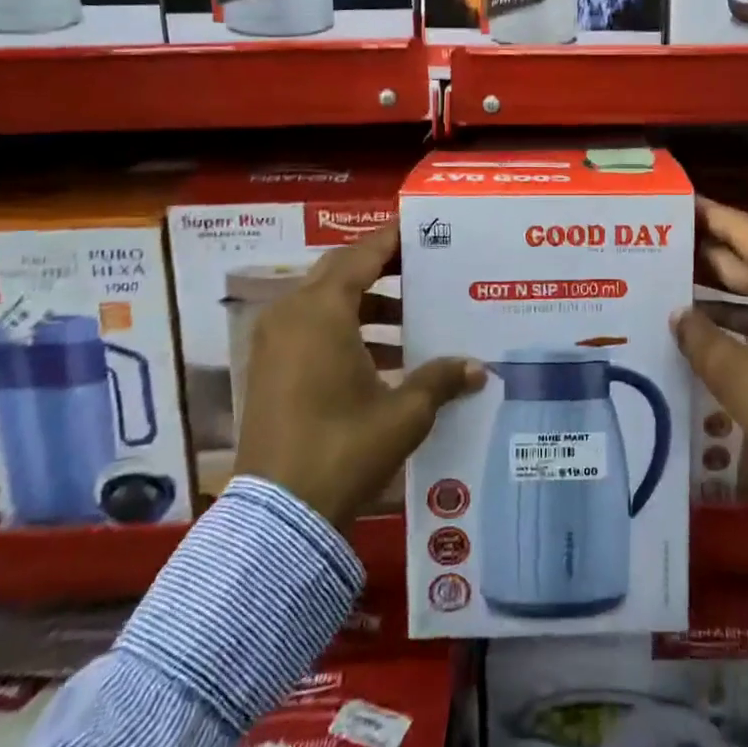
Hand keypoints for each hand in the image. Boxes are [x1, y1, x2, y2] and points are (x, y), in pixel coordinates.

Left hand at [234, 223, 484, 531]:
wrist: (278, 517)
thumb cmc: (343, 448)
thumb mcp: (403, 413)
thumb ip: (440, 379)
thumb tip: (478, 368)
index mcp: (321, 311)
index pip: (362, 255)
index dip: (393, 240)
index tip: (422, 229)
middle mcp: (291, 315)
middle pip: (340, 272)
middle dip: (382, 269)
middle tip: (424, 268)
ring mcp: (274, 343)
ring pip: (325, 302)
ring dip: (367, 304)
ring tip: (412, 318)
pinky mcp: (269, 369)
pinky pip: (311, 329)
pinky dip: (345, 330)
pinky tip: (384, 357)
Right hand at [672, 198, 747, 475]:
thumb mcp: (733, 368)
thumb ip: (698, 335)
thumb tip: (678, 315)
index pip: (743, 230)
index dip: (708, 216)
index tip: (677, 203)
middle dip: (708, 253)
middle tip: (664, 242)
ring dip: (720, 289)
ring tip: (673, 279)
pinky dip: (740, 316)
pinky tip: (703, 323)